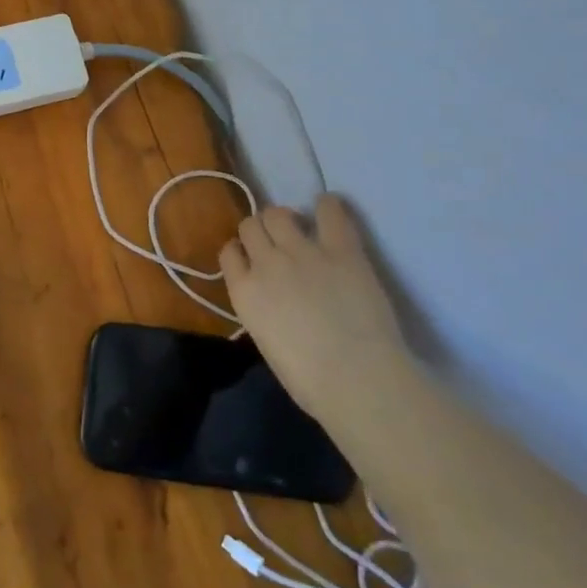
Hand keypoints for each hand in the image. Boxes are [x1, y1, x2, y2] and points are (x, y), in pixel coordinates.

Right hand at [219, 194, 410, 421]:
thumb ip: (262, 309)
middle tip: (278, 244)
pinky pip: (329, 212)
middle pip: (251, 226)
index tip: (253, 260)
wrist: (357, 379)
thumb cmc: (310, 380)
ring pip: (279, 213)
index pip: (229, 252)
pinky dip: (327, 206)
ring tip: (300, 228)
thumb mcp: (267, 342)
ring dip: (285, 219)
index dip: (241, 253)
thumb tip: (272, 300)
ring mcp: (303, 252)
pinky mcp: (341, 249)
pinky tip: (328, 208)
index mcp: (244, 292)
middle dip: (260, 231)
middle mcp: (266, 263)